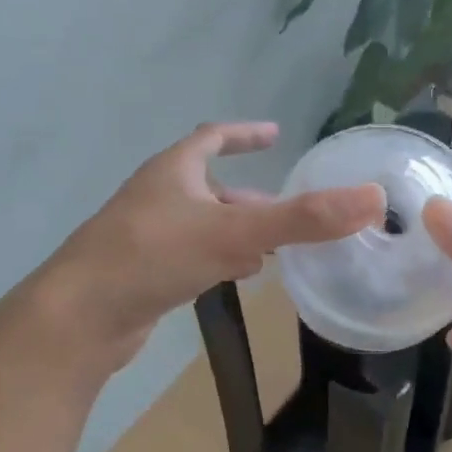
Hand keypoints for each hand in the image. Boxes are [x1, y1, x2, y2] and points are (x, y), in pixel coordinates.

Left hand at [5, 122, 383, 379]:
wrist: (79, 317)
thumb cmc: (153, 258)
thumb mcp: (234, 234)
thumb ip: (303, 219)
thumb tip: (372, 199)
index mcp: (173, 172)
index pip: (212, 138)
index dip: (245, 134)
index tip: (276, 134)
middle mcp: (158, 197)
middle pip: (210, 186)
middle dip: (251, 196)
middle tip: (290, 210)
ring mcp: (146, 237)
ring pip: (202, 224)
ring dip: (237, 230)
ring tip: (274, 248)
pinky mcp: (143, 274)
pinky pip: (191, 256)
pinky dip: (219, 259)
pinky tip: (237, 278)